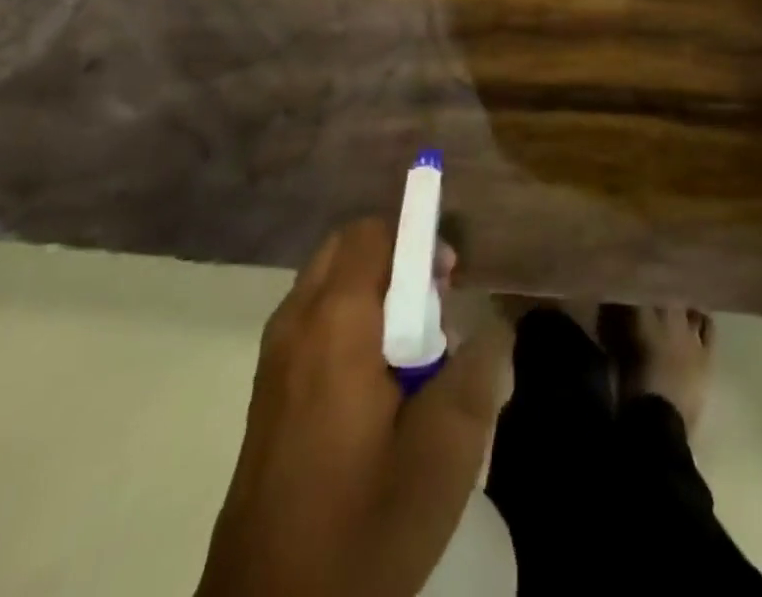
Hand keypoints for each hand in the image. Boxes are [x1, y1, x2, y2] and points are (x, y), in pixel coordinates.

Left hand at [198, 218, 511, 596]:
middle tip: (434, 310)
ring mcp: (275, 355)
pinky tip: (377, 385)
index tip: (449, 282)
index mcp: (334, 323)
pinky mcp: (268, 388)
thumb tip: (494, 327)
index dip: (418, 239)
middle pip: (347, 248)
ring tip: (411, 351)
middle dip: (396, 260)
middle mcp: (296, 321)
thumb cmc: (361, 528)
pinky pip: (314, 319)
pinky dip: (350, 321)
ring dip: (373, 291)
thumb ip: (477, 373)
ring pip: (329, 282)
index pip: (372, 233)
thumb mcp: (442, 456)